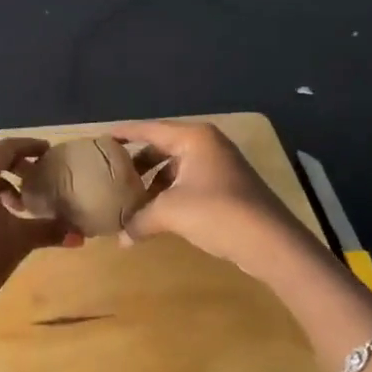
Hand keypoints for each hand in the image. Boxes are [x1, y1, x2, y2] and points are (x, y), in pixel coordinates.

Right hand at [117, 119, 324, 275]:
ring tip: (132, 200)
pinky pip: (190, 182)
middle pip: (163, 147)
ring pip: (177, 168)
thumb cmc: (216, 212)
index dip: (124, 133)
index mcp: (193, 138)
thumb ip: (140, 220)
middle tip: (113, 174)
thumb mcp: (170, 212)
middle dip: (138, 163)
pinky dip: (171, 194)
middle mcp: (207, 145)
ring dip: (154, 183)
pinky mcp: (228, 187)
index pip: (149, 129)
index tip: (101, 138)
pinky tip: (159, 214)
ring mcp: (220, 166)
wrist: (271, 242)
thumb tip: (120, 238)